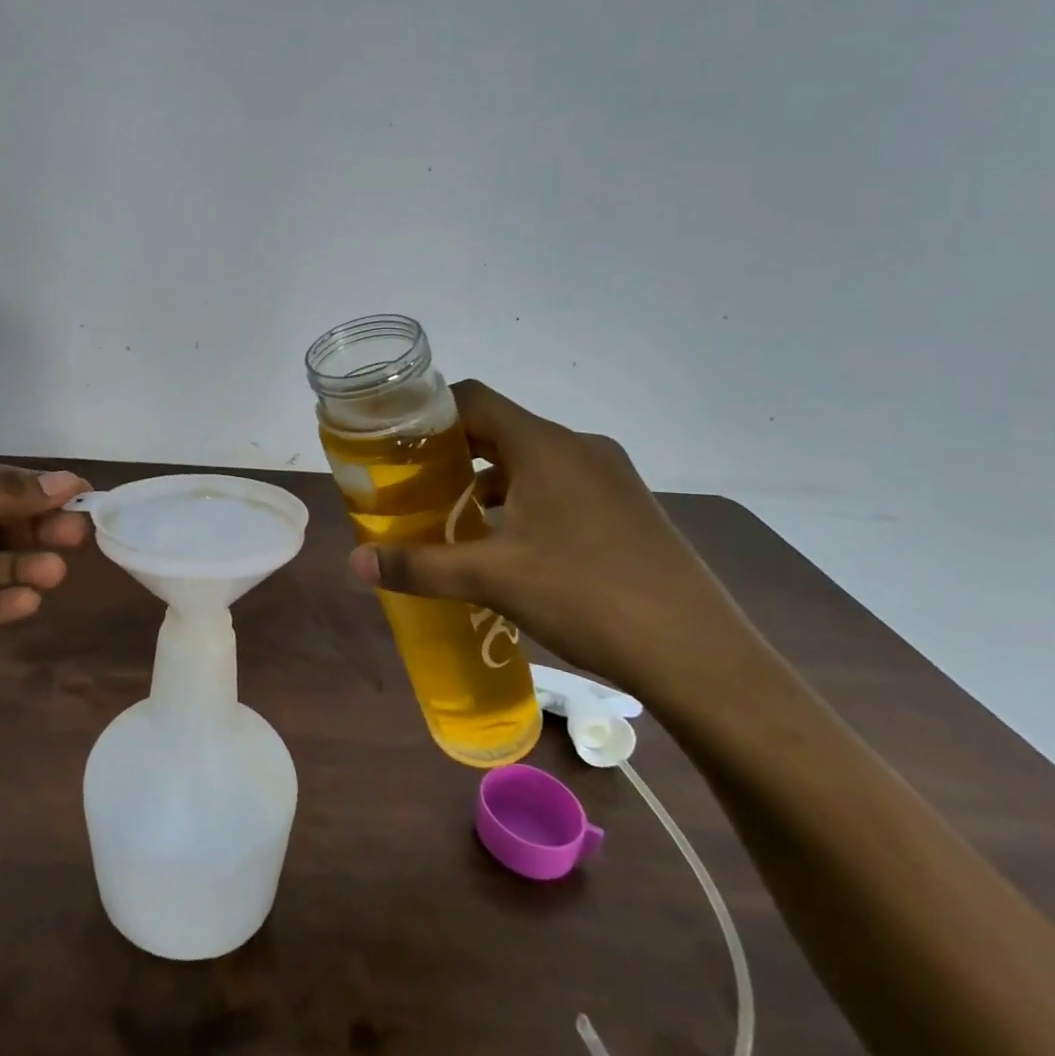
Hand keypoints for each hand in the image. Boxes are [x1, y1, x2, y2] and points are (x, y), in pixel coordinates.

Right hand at [350, 379, 755, 699]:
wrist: (700, 656)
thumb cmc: (588, 597)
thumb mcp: (494, 579)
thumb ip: (420, 566)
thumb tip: (354, 564)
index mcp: (545, 446)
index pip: (474, 399)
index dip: (430, 411)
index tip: (396, 439)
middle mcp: (579, 447)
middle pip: (500, 427)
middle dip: (452, 450)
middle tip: (412, 480)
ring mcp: (610, 476)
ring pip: (531, 458)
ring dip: (489, 477)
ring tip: (452, 513)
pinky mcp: (627, 506)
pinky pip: (560, 483)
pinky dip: (524, 497)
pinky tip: (508, 540)